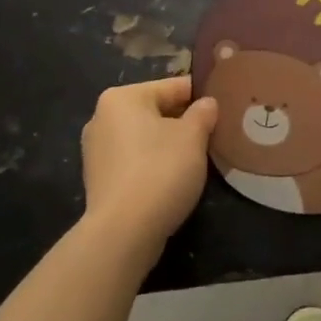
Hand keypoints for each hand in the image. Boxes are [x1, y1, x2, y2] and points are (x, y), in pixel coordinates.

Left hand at [81, 77, 218, 255]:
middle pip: (156, 111)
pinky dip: (153, 165)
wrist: (123, 233)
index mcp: (122, 97)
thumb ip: (203, 113)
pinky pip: (135, 161)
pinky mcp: (99, 180)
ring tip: (197, 159)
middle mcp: (102, 117)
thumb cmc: (160, 171)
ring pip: (145, 138)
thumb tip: (207, 103)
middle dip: (184, 122)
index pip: (173, 87)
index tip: (224, 108)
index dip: (202, 97)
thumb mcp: (193, 137)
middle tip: (214, 135)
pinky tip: (173, 180)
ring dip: (169, 145)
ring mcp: (96, 150)